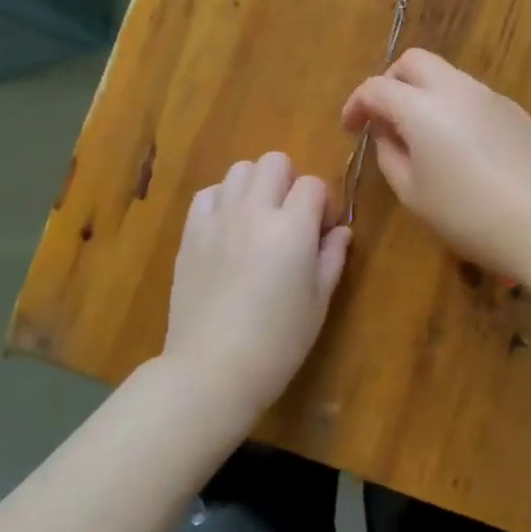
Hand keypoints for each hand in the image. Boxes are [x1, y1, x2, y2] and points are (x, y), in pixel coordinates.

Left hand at [163, 152, 351, 427]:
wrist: (211, 369)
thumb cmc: (277, 342)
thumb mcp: (318, 303)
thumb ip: (332, 258)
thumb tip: (340, 231)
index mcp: (292, 228)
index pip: (313, 184)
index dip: (322, 203)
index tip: (320, 232)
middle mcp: (254, 212)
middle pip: (274, 162)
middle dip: (289, 183)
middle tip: (290, 220)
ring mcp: (218, 219)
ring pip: (239, 170)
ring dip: (255, 186)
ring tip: (257, 220)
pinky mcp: (191, 233)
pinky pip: (208, 193)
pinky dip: (223, 200)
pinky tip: (228, 228)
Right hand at [340, 49, 530, 282]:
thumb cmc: (468, 216)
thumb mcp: (413, 194)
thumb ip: (389, 154)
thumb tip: (387, 132)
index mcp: (422, 108)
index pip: (376, 87)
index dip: (356, 104)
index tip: (351, 128)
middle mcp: (457, 89)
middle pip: (414, 61)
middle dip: (390, 82)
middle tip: (384, 117)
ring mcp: (491, 97)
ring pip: (446, 76)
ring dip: (424, 94)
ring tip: (422, 137)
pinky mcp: (516, 111)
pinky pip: (473, 96)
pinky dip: (453, 108)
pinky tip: (462, 149)